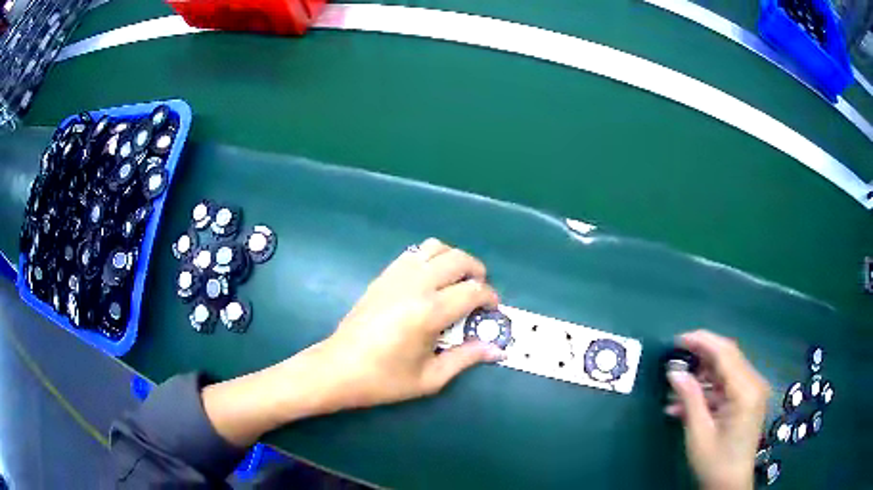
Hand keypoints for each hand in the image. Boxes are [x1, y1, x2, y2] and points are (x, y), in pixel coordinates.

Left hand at [202, 238, 504, 446]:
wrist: (338, 368)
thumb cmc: (384, 379)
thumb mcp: (430, 378)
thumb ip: (466, 358)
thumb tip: (497, 349)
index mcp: (429, 311)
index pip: (474, 290)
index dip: (491, 298)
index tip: (492, 312)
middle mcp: (415, 285)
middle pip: (459, 259)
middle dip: (477, 272)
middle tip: (478, 294)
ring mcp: (396, 275)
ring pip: (435, 247)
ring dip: (453, 260)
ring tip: (455, 283)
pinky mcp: (382, 276)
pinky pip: (413, 253)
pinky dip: (429, 259)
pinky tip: (428, 283)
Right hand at [665, 330, 769, 489]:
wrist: (730, 486)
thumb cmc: (715, 462)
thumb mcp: (699, 433)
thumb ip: (690, 398)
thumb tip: (674, 372)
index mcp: (746, 390)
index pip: (725, 352)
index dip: (701, 341)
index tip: (677, 340)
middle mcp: (753, 384)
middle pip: (727, 357)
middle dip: (700, 356)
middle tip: (675, 360)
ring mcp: (752, 392)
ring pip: (726, 371)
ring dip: (701, 377)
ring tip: (675, 388)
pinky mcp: (747, 401)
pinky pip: (727, 387)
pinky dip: (707, 391)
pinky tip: (684, 404)